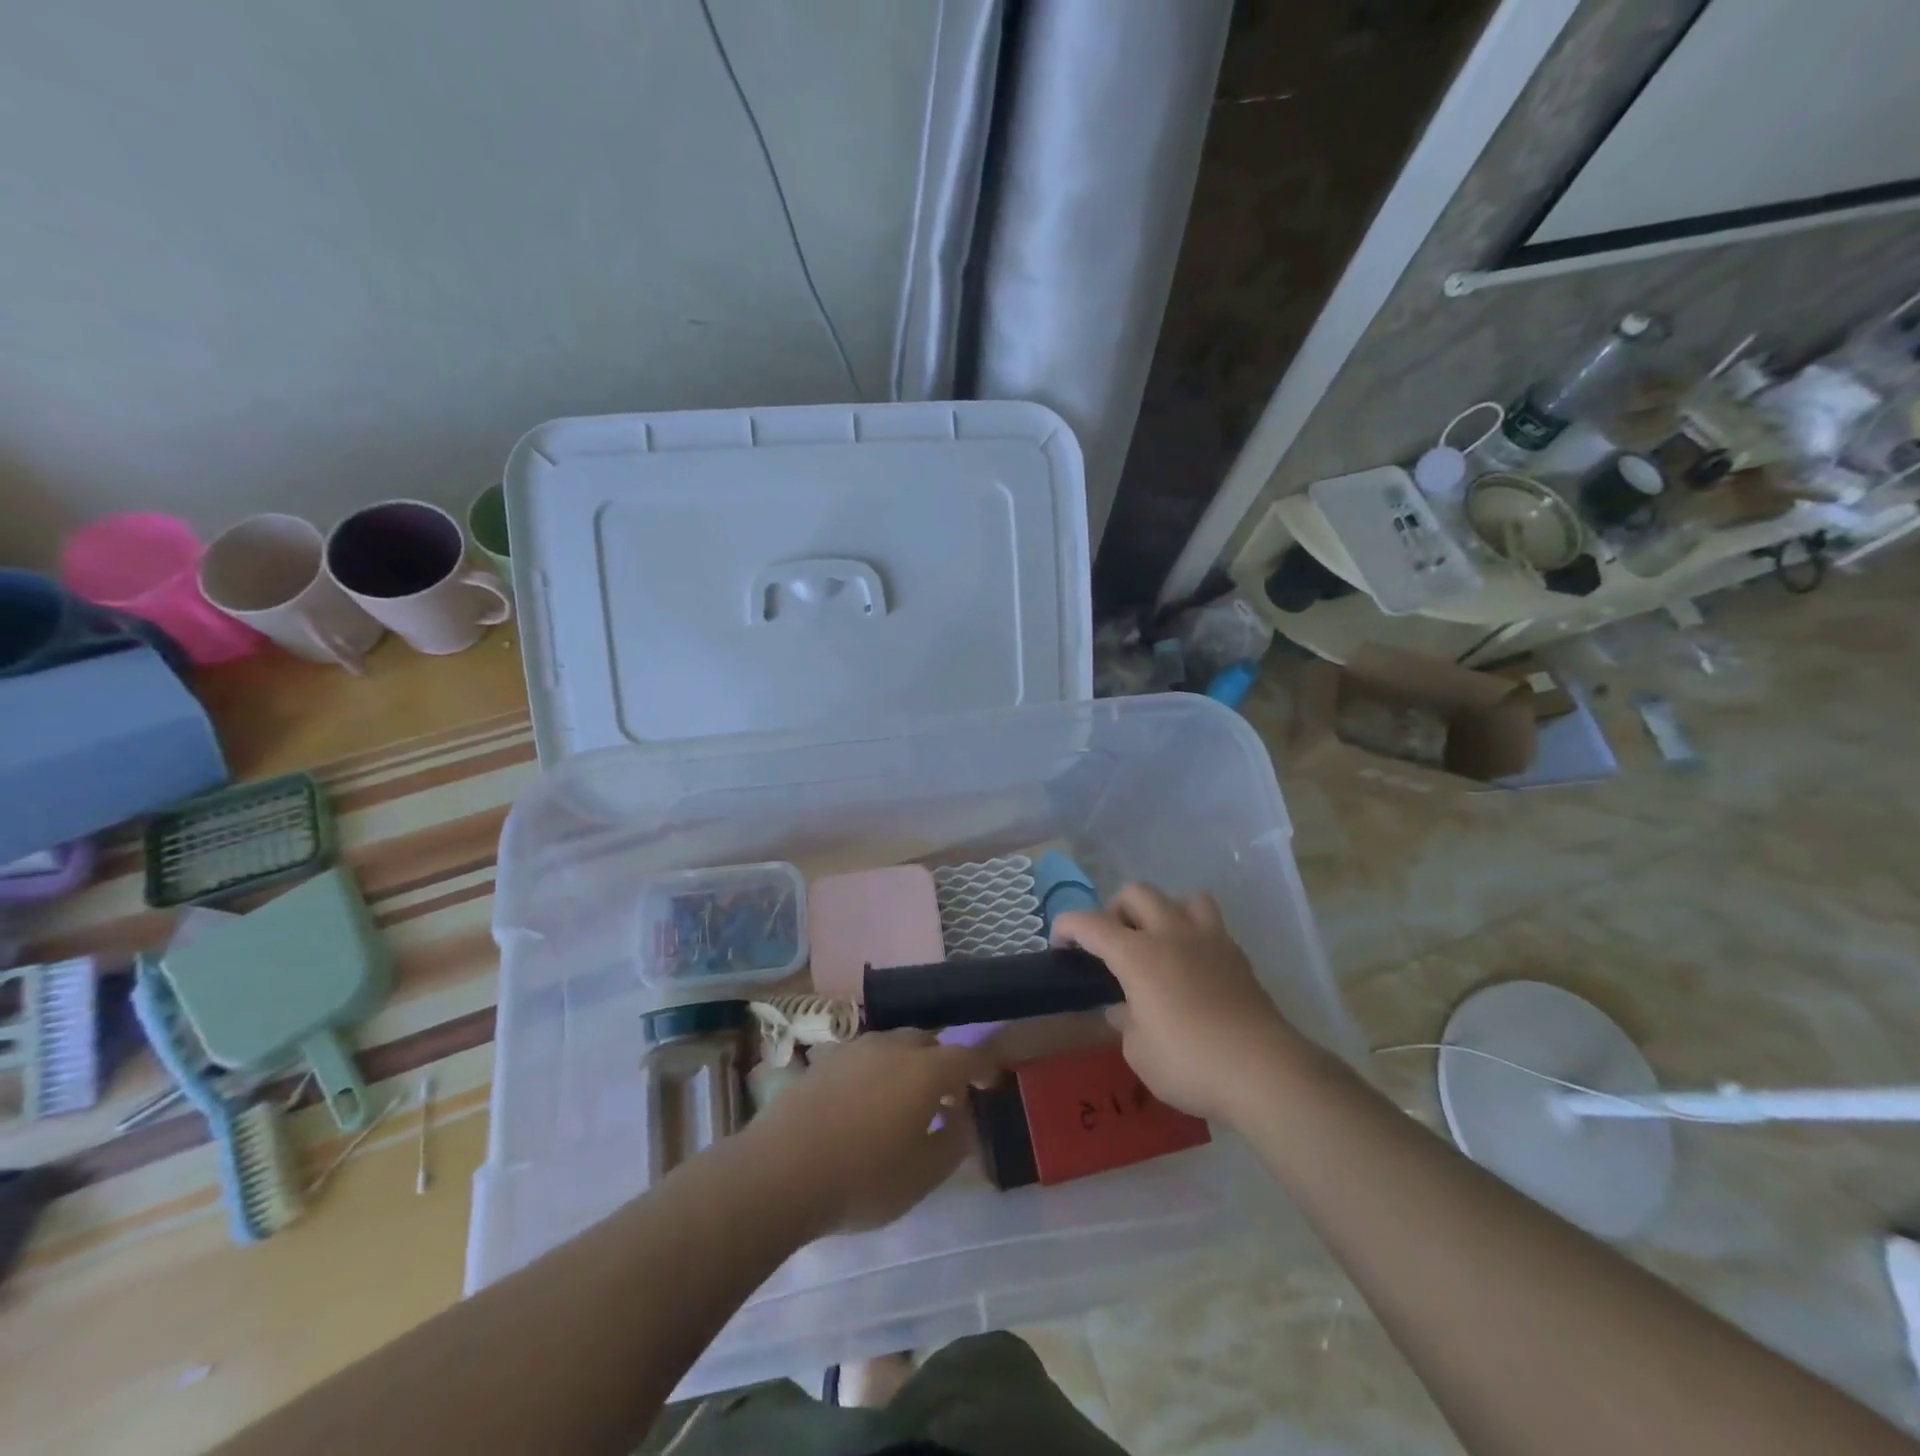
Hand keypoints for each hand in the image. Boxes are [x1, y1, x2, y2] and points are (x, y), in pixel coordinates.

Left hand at [744, 1030, 996, 1234]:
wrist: (780, 1172)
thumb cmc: (862, 1178)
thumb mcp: (923, 1175)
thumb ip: (954, 1141)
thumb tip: (962, 1116)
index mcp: (925, 1070)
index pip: (966, 1056)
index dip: (982, 1068)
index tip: (989, 1083)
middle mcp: (893, 1047)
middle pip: (929, 1044)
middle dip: (943, 1064)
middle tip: (945, 1097)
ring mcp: (855, 1049)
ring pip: (893, 1046)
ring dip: (908, 1066)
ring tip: (904, 1101)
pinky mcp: (825, 1061)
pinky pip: (864, 1058)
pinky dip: (876, 1072)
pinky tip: (865, 1104)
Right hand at [1054, 884, 1303, 1123]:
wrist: (1264, 1071)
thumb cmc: (1190, 1063)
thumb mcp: (1139, 1052)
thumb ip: (1126, 1022)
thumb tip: (1125, 1008)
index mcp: (1137, 955)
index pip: (1090, 923)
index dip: (1067, 926)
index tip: (1059, 943)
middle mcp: (1170, 934)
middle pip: (1136, 893)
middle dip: (1116, 911)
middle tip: (1113, 945)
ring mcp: (1209, 940)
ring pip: (1181, 897)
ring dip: (1162, 912)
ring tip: (1159, 943)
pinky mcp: (1237, 955)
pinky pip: (1210, 924)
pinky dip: (1193, 934)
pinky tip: (1192, 965)